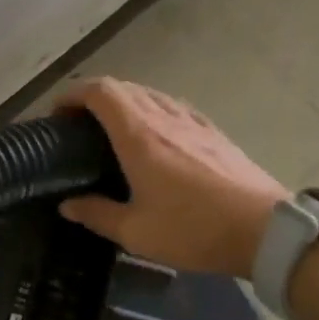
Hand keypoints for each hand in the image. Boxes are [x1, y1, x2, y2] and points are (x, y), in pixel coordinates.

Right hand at [57, 78, 287, 276]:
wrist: (263, 230)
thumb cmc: (192, 230)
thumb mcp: (134, 231)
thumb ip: (96, 214)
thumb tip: (68, 204)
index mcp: (139, 136)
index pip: (101, 92)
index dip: (73, 94)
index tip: (55, 113)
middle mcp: (165, 118)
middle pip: (124, 88)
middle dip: (94, 97)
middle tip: (77, 124)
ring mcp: (193, 122)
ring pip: (151, 94)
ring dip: (124, 102)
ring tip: (110, 128)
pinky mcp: (214, 133)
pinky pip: (173, 107)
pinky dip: (152, 111)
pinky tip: (153, 136)